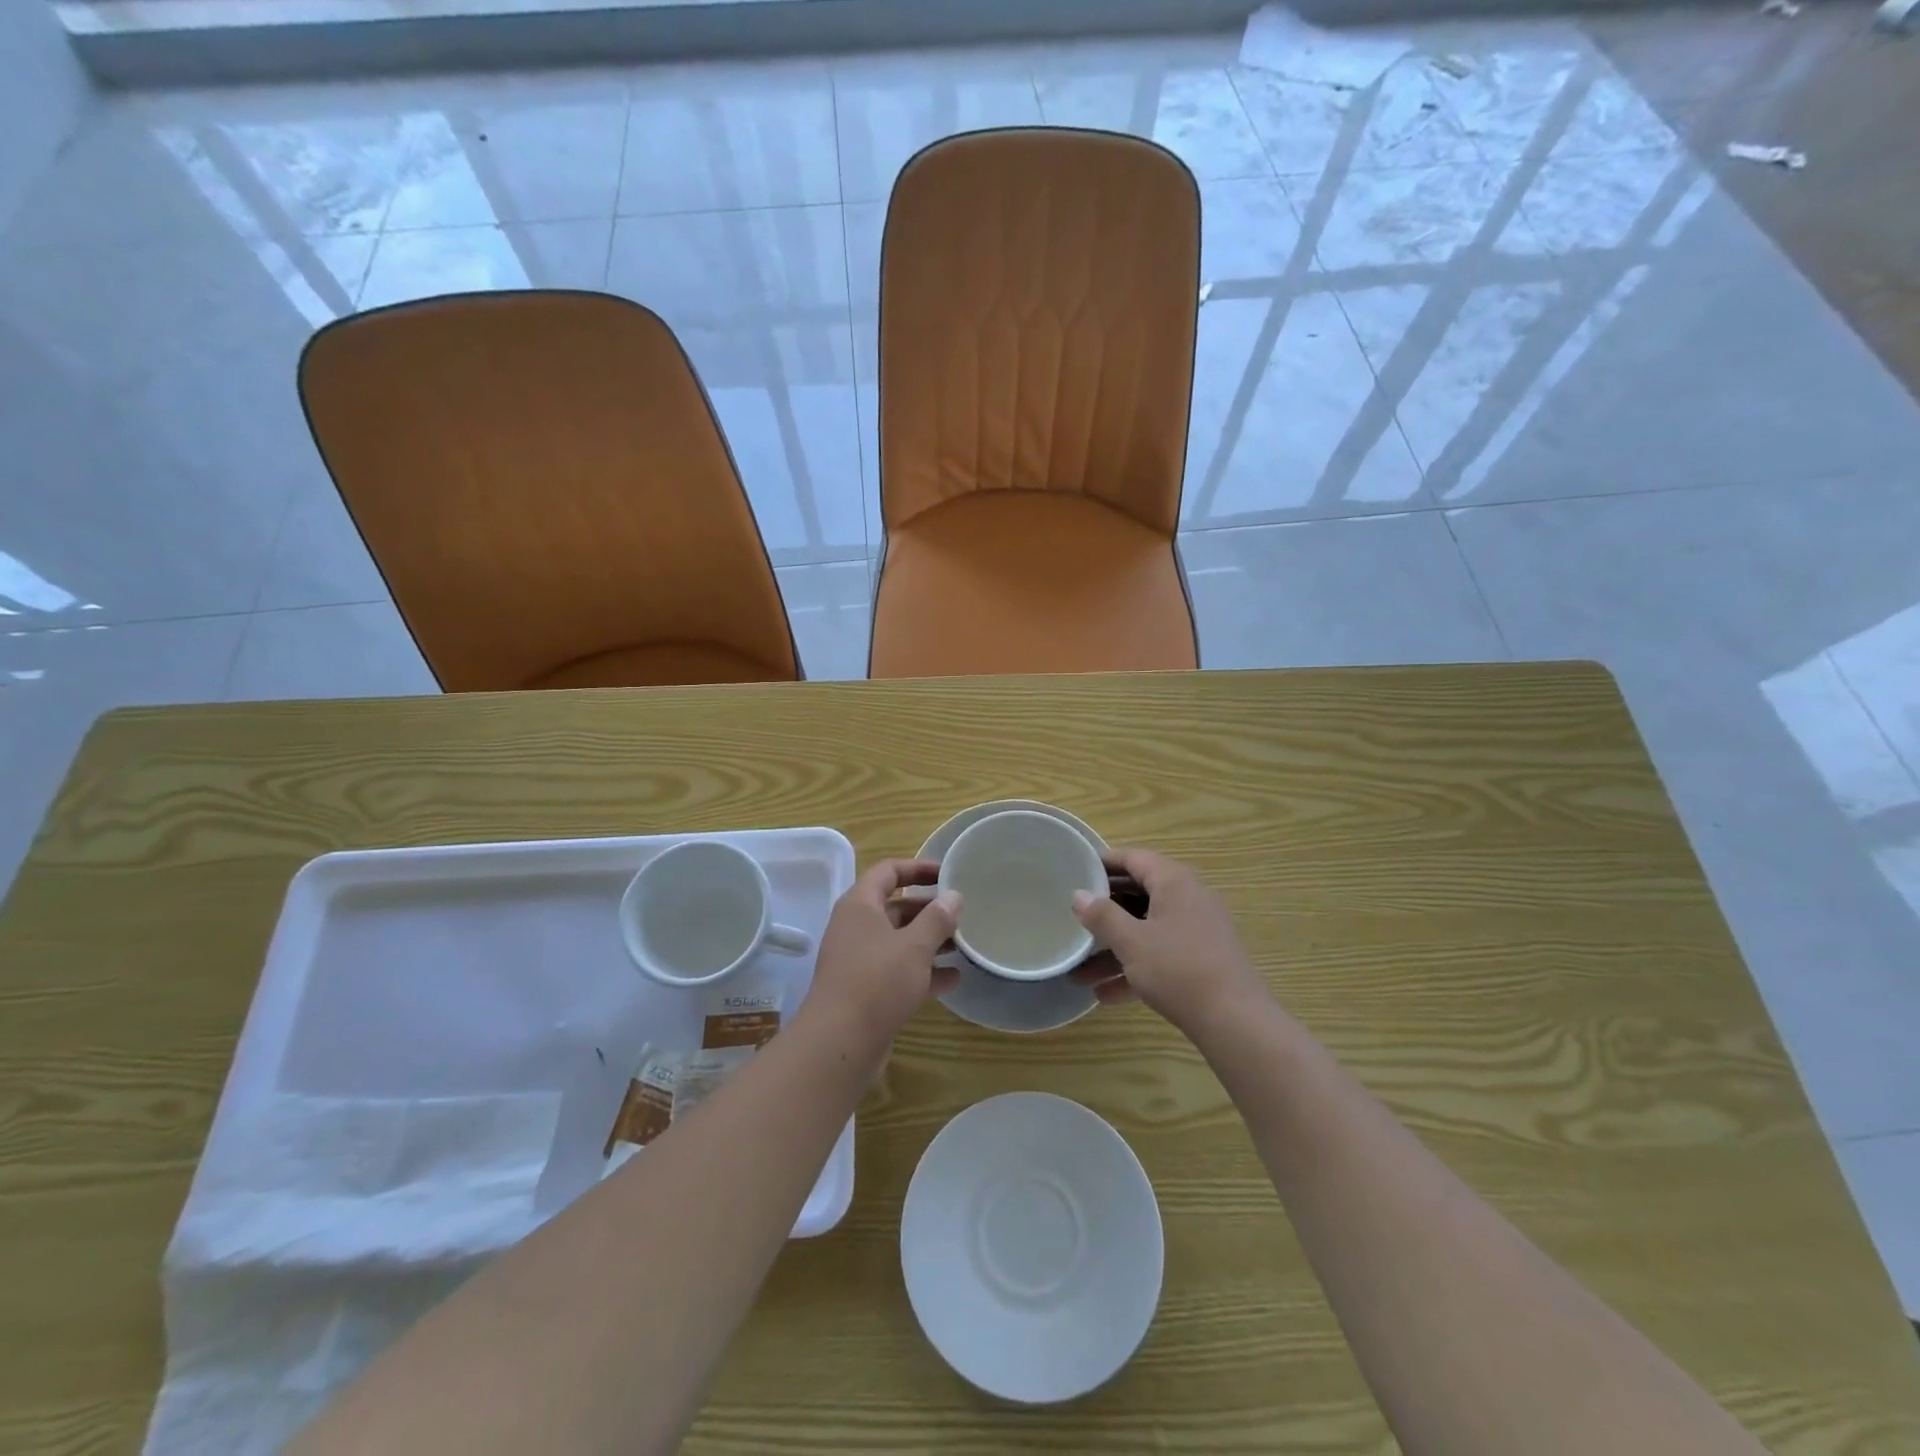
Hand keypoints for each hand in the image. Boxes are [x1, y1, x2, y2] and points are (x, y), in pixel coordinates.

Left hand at [803, 859, 960, 1048]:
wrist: (840, 1042)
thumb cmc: (877, 981)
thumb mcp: (914, 946)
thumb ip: (937, 919)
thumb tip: (953, 896)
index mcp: (860, 905)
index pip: (888, 871)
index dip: (917, 868)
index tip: (947, 873)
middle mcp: (856, 927)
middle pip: (896, 907)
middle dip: (929, 909)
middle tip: (962, 913)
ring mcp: (860, 960)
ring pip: (899, 941)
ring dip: (930, 941)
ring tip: (964, 944)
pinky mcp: (866, 990)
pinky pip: (899, 971)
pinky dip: (923, 972)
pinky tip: (953, 979)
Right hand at [1071, 848, 1268, 1035]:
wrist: (1234, 1021)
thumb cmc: (1178, 969)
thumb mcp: (1131, 941)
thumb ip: (1102, 915)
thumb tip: (1079, 895)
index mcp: (1174, 881)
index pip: (1133, 858)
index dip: (1103, 863)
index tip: (1075, 873)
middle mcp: (1188, 897)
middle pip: (1138, 895)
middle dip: (1104, 914)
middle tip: (1074, 919)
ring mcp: (1198, 929)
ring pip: (1147, 929)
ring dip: (1114, 950)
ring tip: (1079, 974)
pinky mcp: (1202, 959)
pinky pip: (1161, 954)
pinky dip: (1136, 968)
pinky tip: (1106, 995)